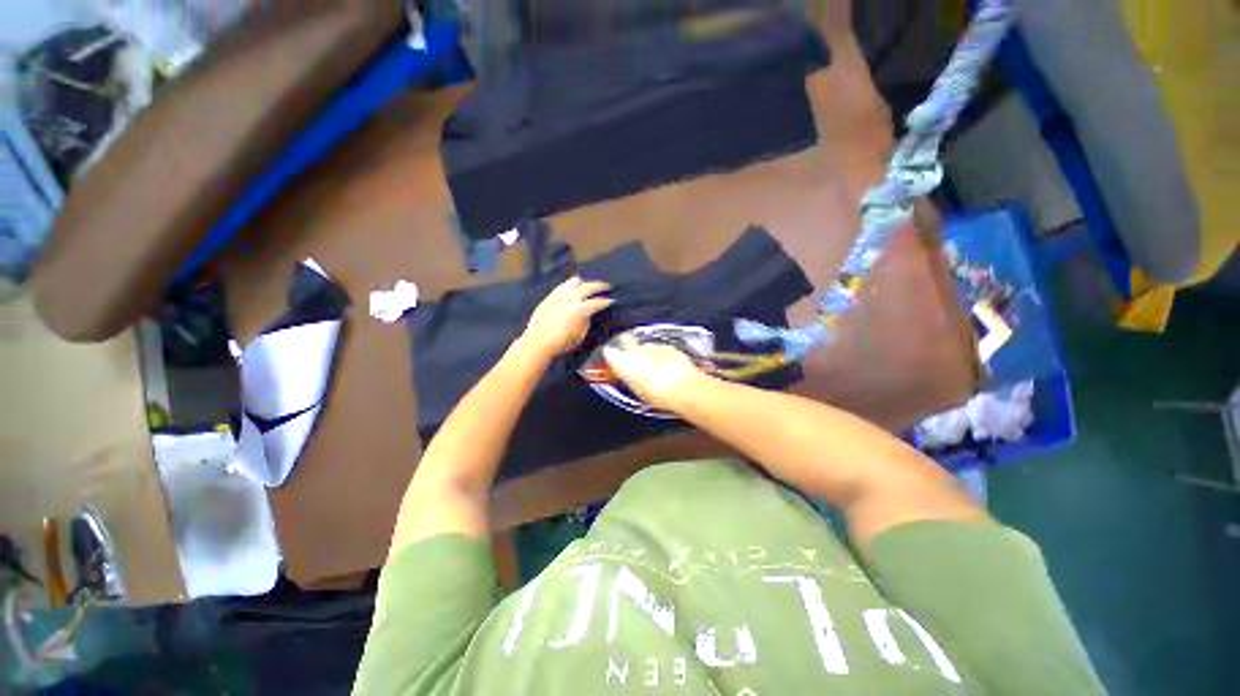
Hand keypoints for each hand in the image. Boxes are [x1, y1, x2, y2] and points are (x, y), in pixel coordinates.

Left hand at [521, 277, 613, 358]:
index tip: (612, 301)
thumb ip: (586, 322)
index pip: (598, 302)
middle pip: (589, 286)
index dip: (607, 301)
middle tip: (607, 286)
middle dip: (600, 286)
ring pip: (574, 282)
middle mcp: (572, 298)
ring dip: (584, 282)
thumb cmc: (562, 342)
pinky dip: (570, 285)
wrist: (539, 341)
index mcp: (582, 309)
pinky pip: (562, 286)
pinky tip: (571, 287)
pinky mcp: (550, 296)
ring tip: (587, 284)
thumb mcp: (581, 335)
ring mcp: (560, 295)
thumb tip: (588, 315)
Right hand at [602, 336, 707, 411]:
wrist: (685, 388)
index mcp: (623, 362)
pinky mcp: (668, 346)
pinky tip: (666, 365)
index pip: (609, 352)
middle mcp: (636, 350)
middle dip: (625, 343)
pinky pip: (660, 349)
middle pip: (625, 339)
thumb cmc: (658, 395)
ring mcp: (653, 346)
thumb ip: (631, 379)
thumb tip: (630, 376)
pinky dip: (661, 355)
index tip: (612, 359)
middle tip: (628, 353)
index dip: (611, 355)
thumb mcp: (638, 392)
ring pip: (645, 345)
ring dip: (646, 352)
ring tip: (652, 365)